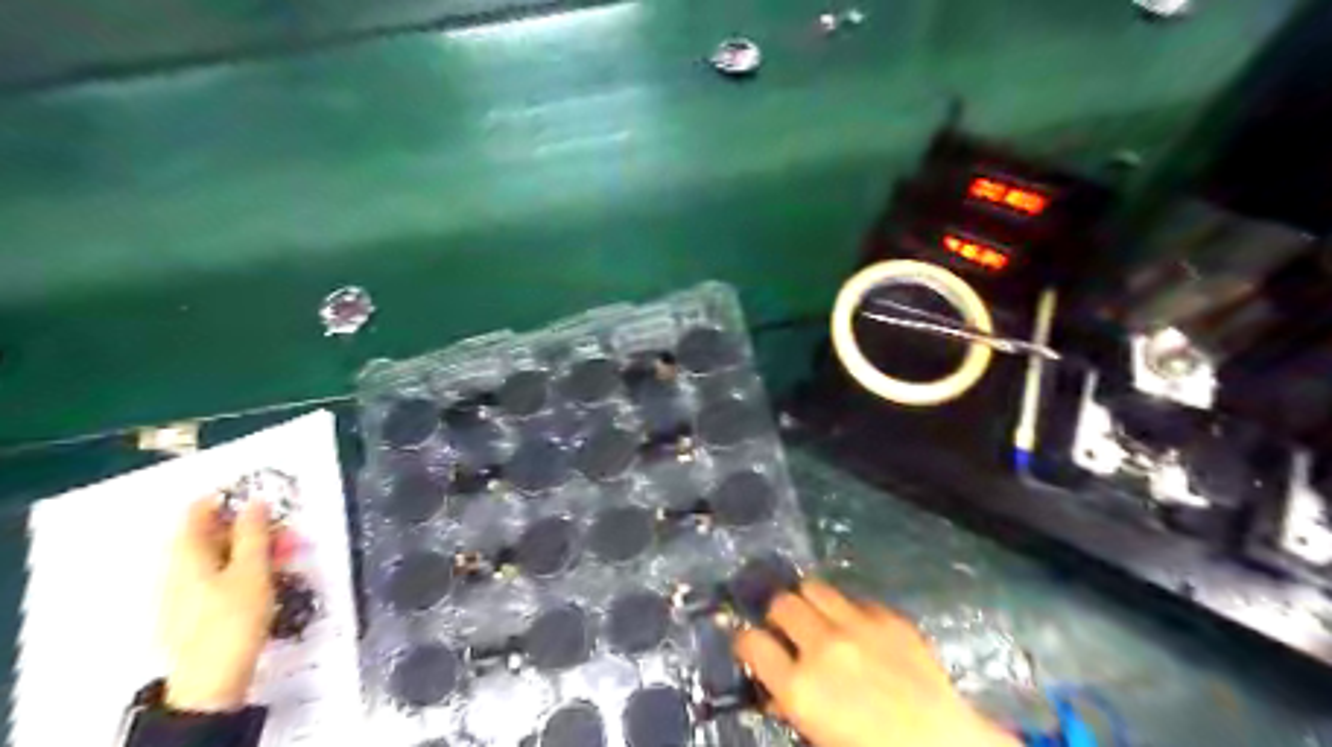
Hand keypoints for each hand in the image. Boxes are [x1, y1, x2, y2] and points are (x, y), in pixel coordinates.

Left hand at [159, 495, 274, 710]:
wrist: (210, 681)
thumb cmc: (233, 618)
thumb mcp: (252, 571)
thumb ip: (254, 534)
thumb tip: (255, 502)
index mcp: (186, 554)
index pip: (197, 511)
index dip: (228, 499)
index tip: (263, 498)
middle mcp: (176, 568)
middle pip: (209, 533)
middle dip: (250, 527)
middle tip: (287, 532)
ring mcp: (181, 591)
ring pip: (217, 555)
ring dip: (252, 548)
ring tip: (286, 557)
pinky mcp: (192, 610)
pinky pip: (217, 575)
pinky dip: (242, 568)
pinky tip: (268, 579)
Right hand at [734, 581, 1014, 746]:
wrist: (942, 746)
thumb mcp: (820, 735)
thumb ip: (792, 705)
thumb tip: (775, 690)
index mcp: (800, 687)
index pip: (751, 642)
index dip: (746, 641)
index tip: (750, 644)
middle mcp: (823, 647)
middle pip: (781, 604)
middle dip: (777, 615)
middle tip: (786, 628)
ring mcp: (857, 626)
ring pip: (814, 588)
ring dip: (808, 601)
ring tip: (816, 616)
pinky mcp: (888, 617)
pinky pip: (855, 599)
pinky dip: (848, 610)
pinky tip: (858, 628)